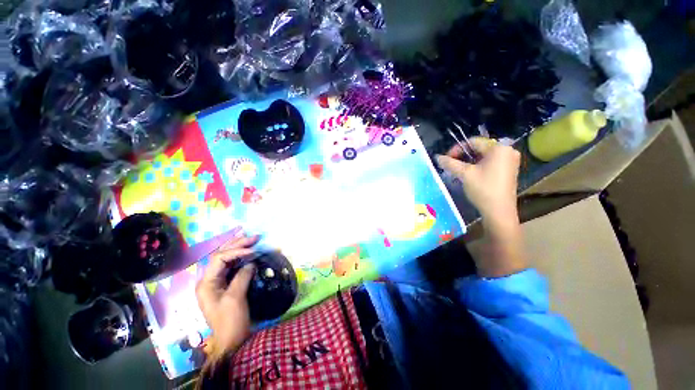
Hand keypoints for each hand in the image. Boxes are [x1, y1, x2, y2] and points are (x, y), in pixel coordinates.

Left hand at [196, 234, 258, 358]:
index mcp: (206, 283)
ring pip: (226, 259)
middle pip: (221, 256)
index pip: (219, 259)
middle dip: (237, 245)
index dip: (236, 251)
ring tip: (250, 239)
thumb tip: (251, 262)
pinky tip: (248, 251)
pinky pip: (232, 266)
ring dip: (239, 248)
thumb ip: (242, 276)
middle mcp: (209, 280)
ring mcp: (217, 282)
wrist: (232, 340)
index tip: (253, 251)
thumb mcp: (235, 298)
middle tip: (254, 237)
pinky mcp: (225, 285)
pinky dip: (241, 257)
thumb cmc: (231, 321)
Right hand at [436, 138, 520, 223]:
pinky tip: (470, 174)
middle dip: (462, 156)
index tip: (446, 159)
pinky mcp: (509, 170)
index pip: (473, 142)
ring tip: (458, 170)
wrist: (499, 211)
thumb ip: (450, 163)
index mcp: (499, 148)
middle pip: (479, 148)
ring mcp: (510, 161)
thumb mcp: (464, 174)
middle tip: (451, 165)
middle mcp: (507, 151)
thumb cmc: (483, 189)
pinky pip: (490, 162)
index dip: (456, 149)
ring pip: (483, 156)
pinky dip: (478, 166)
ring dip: (469, 161)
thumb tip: (437, 157)